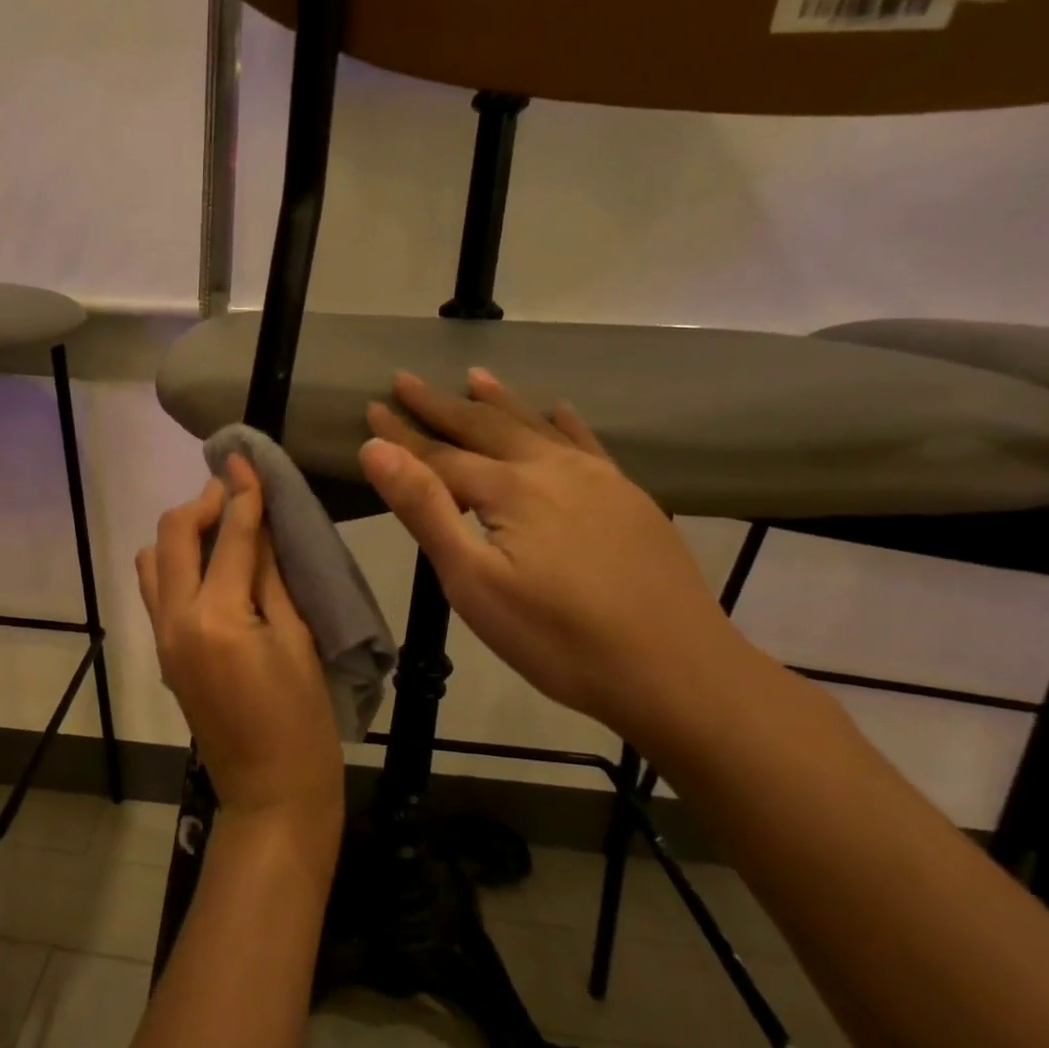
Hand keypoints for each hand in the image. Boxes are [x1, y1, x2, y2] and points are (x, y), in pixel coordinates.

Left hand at [137, 456, 343, 867]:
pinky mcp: (164, 653)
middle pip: (173, 536)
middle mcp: (176, 620)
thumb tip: (260, 524)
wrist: (270, 793)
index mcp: (216, 617)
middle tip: (234, 490)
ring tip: (221, 530)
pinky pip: (157, 591)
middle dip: (201, 504)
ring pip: (154, 561)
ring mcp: (163, 638)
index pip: (229, 537)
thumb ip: (271, 576)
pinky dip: (176, 564)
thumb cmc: (302, 721)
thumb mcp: (298, 640)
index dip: (241, 491)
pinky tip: (211, 567)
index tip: (243, 456)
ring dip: (182, 533)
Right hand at [360, 369, 756, 743]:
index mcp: (511, 488)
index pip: (440, 453)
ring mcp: (599, 480)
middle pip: (486, 427)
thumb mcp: (473, 582)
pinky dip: (566, 423)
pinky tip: (560, 410)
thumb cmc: (557, 638)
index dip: (401, 434)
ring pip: (536, 427)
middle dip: (441, 405)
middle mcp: (553, 468)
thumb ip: (424, 510)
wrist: (677, 672)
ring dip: (500, 402)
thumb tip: (376, 450)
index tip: (371, 407)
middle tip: (406, 379)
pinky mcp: (630, 499)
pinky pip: (588, 444)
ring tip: (475, 375)